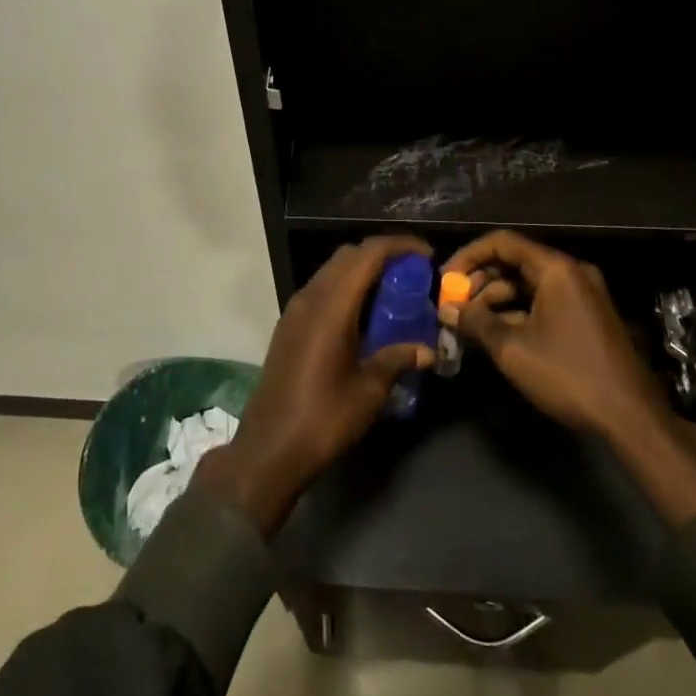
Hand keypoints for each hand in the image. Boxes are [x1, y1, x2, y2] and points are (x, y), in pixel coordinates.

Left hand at [195, 235, 435, 535]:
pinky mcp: (288, 326)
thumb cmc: (323, 419)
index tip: (427, 256)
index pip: (367, 254)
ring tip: (393, 292)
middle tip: (413, 274)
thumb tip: (426, 351)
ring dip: (362, 271)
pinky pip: (322, 290)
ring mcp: (295, 310)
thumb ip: (397, 360)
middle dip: (382, 255)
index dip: (399, 246)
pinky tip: (365, 315)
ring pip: (332, 271)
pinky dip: (346, 289)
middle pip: (348, 256)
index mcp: (331, 307)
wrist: (269, 449)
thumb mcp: (369, 392)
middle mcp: (310, 298)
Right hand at [438, 229, 667, 438]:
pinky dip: (517, 312)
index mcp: (556, 269)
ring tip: (469, 324)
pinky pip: (543, 301)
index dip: (468, 257)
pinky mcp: (585, 316)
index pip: (502, 243)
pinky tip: (495, 334)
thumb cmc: (568, 374)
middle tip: (454, 306)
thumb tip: (445, 309)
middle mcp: (571, 272)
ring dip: (495, 300)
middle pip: (515, 262)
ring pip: (527, 284)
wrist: (631, 417)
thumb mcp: (512, 349)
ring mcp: (581, 294)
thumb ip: (475, 322)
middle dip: (480, 281)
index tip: (445, 280)